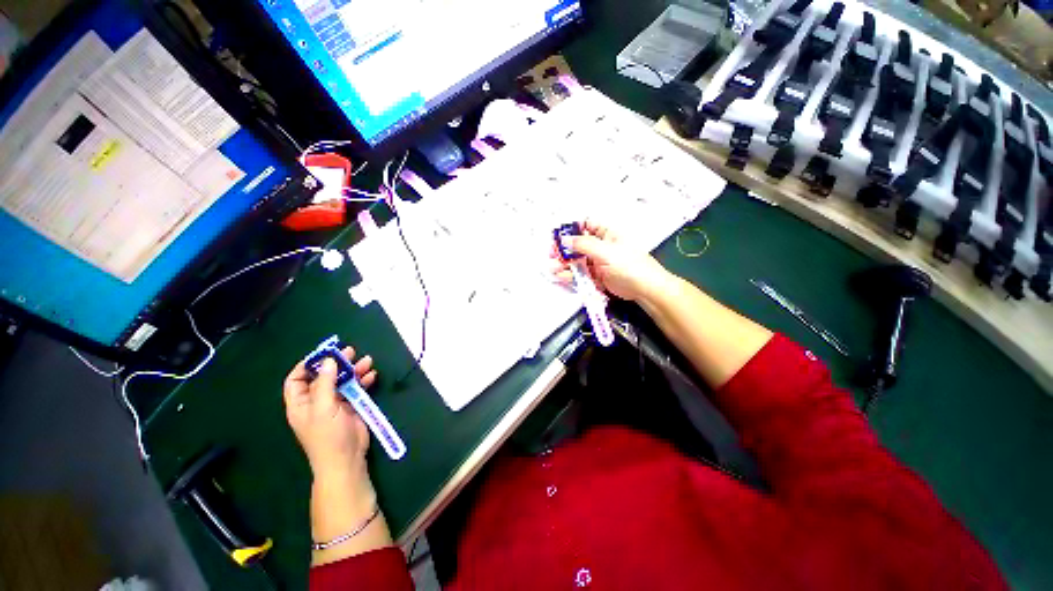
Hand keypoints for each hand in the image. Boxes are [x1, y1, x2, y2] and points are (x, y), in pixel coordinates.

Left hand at [284, 347, 377, 481]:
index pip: (296, 380)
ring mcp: (335, 404)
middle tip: (350, 351)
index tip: (323, 354)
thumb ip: (325, 383)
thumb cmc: (328, 436)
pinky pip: (356, 389)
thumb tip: (329, 361)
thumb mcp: (323, 408)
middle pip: (324, 376)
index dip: (307, 366)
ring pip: (342, 381)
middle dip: (336, 363)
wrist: (346, 459)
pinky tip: (372, 375)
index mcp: (301, 403)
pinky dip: (363, 381)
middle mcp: (316, 401)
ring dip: (354, 370)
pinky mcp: (351, 407)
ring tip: (367, 361)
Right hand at [553, 221, 671, 303]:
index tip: (557, 235)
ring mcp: (598, 263)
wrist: (645, 290)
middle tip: (551, 254)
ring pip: (577, 260)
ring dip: (564, 263)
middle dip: (564, 249)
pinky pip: (580, 274)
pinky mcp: (596, 277)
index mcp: (606, 234)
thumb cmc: (630, 266)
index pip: (586, 225)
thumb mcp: (606, 252)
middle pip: (578, 244)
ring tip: (552, 268)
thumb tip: (565, 239)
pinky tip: (561, 276)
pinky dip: (570, 275)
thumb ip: (584, 245)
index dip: (571, 229)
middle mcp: (601, 247)